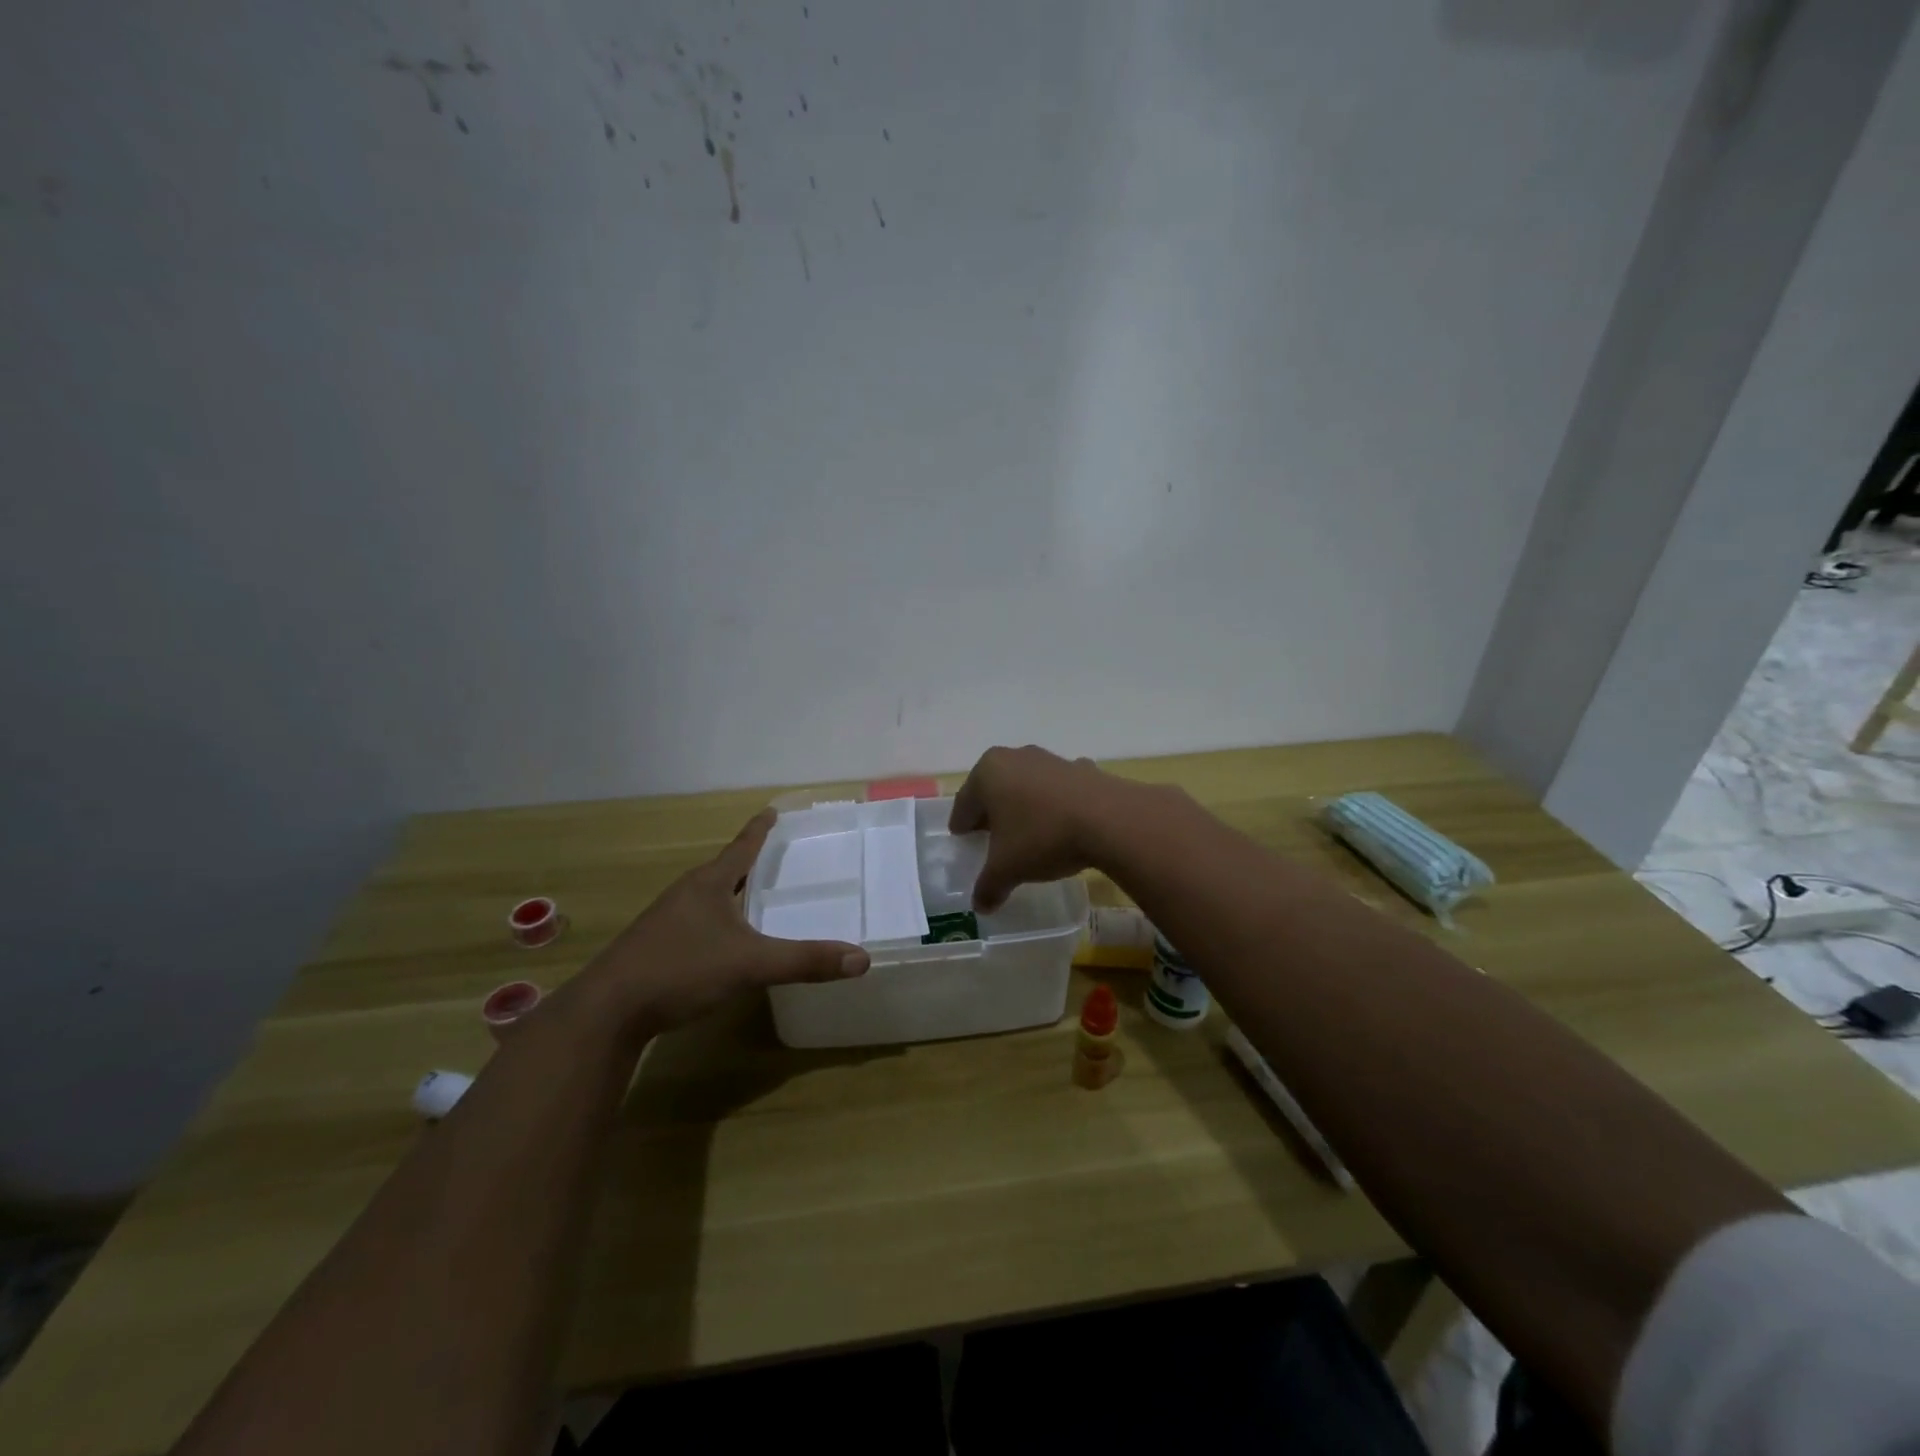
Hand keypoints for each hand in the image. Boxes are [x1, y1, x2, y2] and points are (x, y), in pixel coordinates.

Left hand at [579, 810, 868, 1034]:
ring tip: (755, 898)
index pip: (741, 847)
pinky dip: (718, 922)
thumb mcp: (750, 965)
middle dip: (749, 863)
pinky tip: (725, 942)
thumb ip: (805, 961)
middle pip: (723, 870)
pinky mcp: (654, 947)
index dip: (759, 830)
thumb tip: (862, 959)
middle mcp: (686, 894)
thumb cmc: (681, 970)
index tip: (772, 810)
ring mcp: (666, 921)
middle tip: (777, 858)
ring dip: (731, 894)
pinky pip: (696, 923)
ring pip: (707, 898)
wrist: (607, 1011)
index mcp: (708, 884)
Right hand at [948, 745, 1127, 910]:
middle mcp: (1016, 757)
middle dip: (991, 812)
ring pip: (1027, 786)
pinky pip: (1058, 790)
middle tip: (989, 836)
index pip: (965, 802)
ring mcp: (1051, 759)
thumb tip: (980, 905)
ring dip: (1024, 806)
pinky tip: (1062, 825)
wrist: (1110, 820)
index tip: (962, 838)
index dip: (961, 824)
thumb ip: (988, 886)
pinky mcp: (1082, 769)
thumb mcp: (1007, 869)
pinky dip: (1055, 804)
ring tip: (1027, 832)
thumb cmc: (1042, 836)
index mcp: (988, 773)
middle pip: (995, 789)